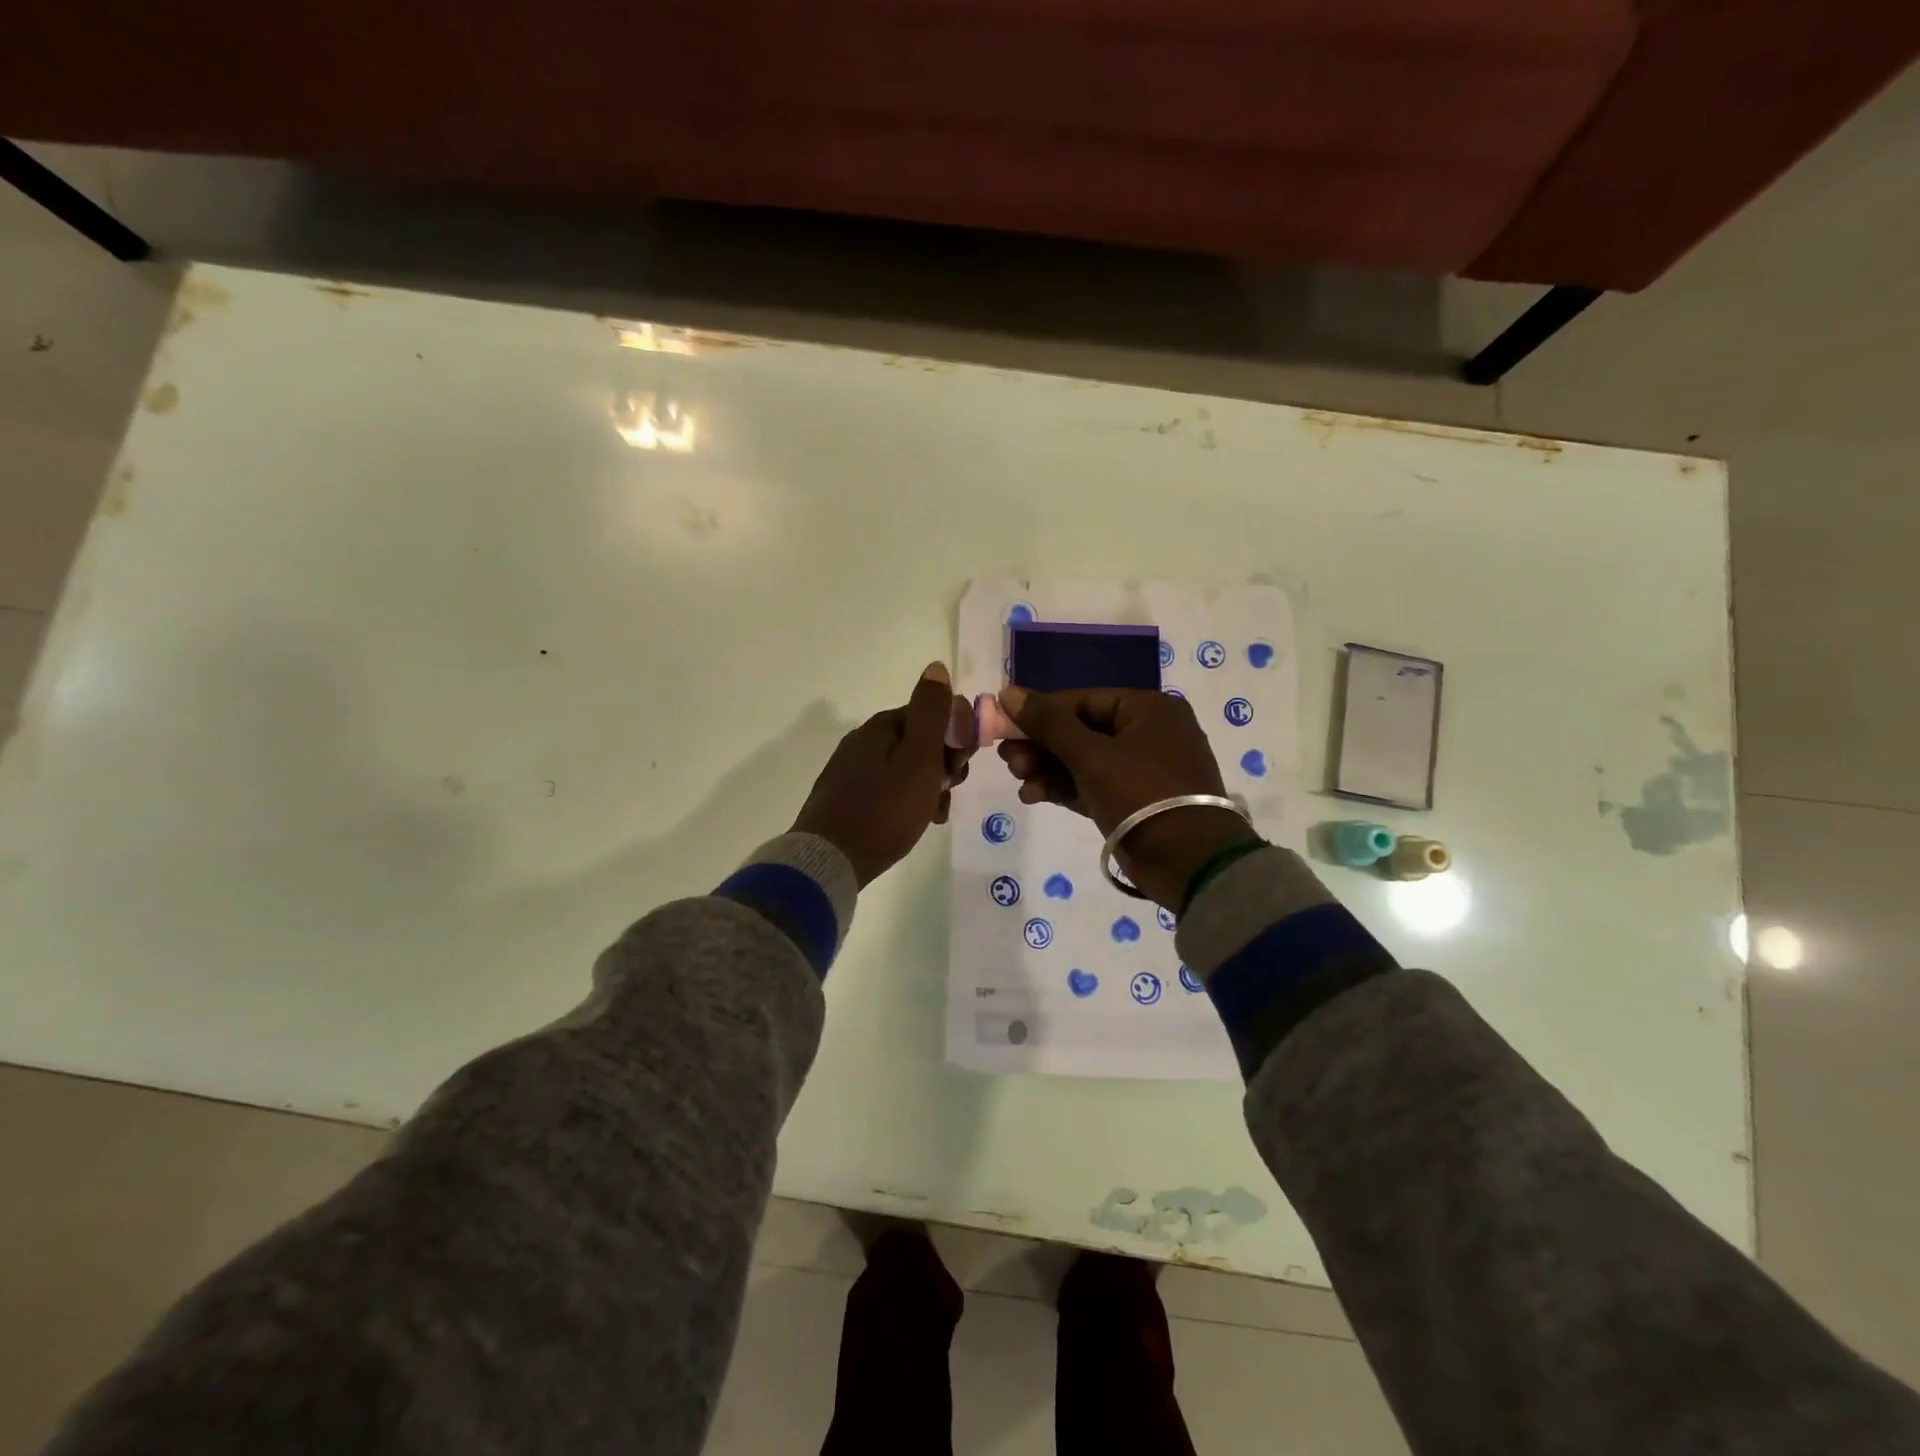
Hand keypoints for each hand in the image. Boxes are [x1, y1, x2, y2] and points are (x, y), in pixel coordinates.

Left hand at [792, 663, 976, 886]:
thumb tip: (936, 667)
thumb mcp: (919, 758)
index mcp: (882, 726)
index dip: (955, 740)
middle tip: (945, 793)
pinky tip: (912, 823)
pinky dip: (907, 803)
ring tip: (932, 815)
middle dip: (943, 767)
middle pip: (920, 743)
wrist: (831, 860)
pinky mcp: (846, 797)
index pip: (933, 716)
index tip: (958, 769)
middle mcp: (864, 741)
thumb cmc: (885, 808)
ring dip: (929, 788)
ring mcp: (852, 769)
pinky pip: (889, 791)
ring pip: (907, 770)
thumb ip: (931, 713)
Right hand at [996, 685, 1256, 908]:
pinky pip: (1091, 784)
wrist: (1189, 863)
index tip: (1004, 726)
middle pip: (1080, 730)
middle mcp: (1147, 733)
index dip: (1040, 712)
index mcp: (1148, 709)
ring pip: (1083, 760)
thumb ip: (1048, 723)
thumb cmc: (1142, 795)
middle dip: (1041, 745)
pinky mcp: (1133, 801)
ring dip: (1047, 768)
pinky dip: (1063, 788)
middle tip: (1007, 759)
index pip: (1082, 700)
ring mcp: (1141, 769)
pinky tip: (1033, 795)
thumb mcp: (1091, 755)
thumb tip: (1008, 691)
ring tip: (1019, 779)